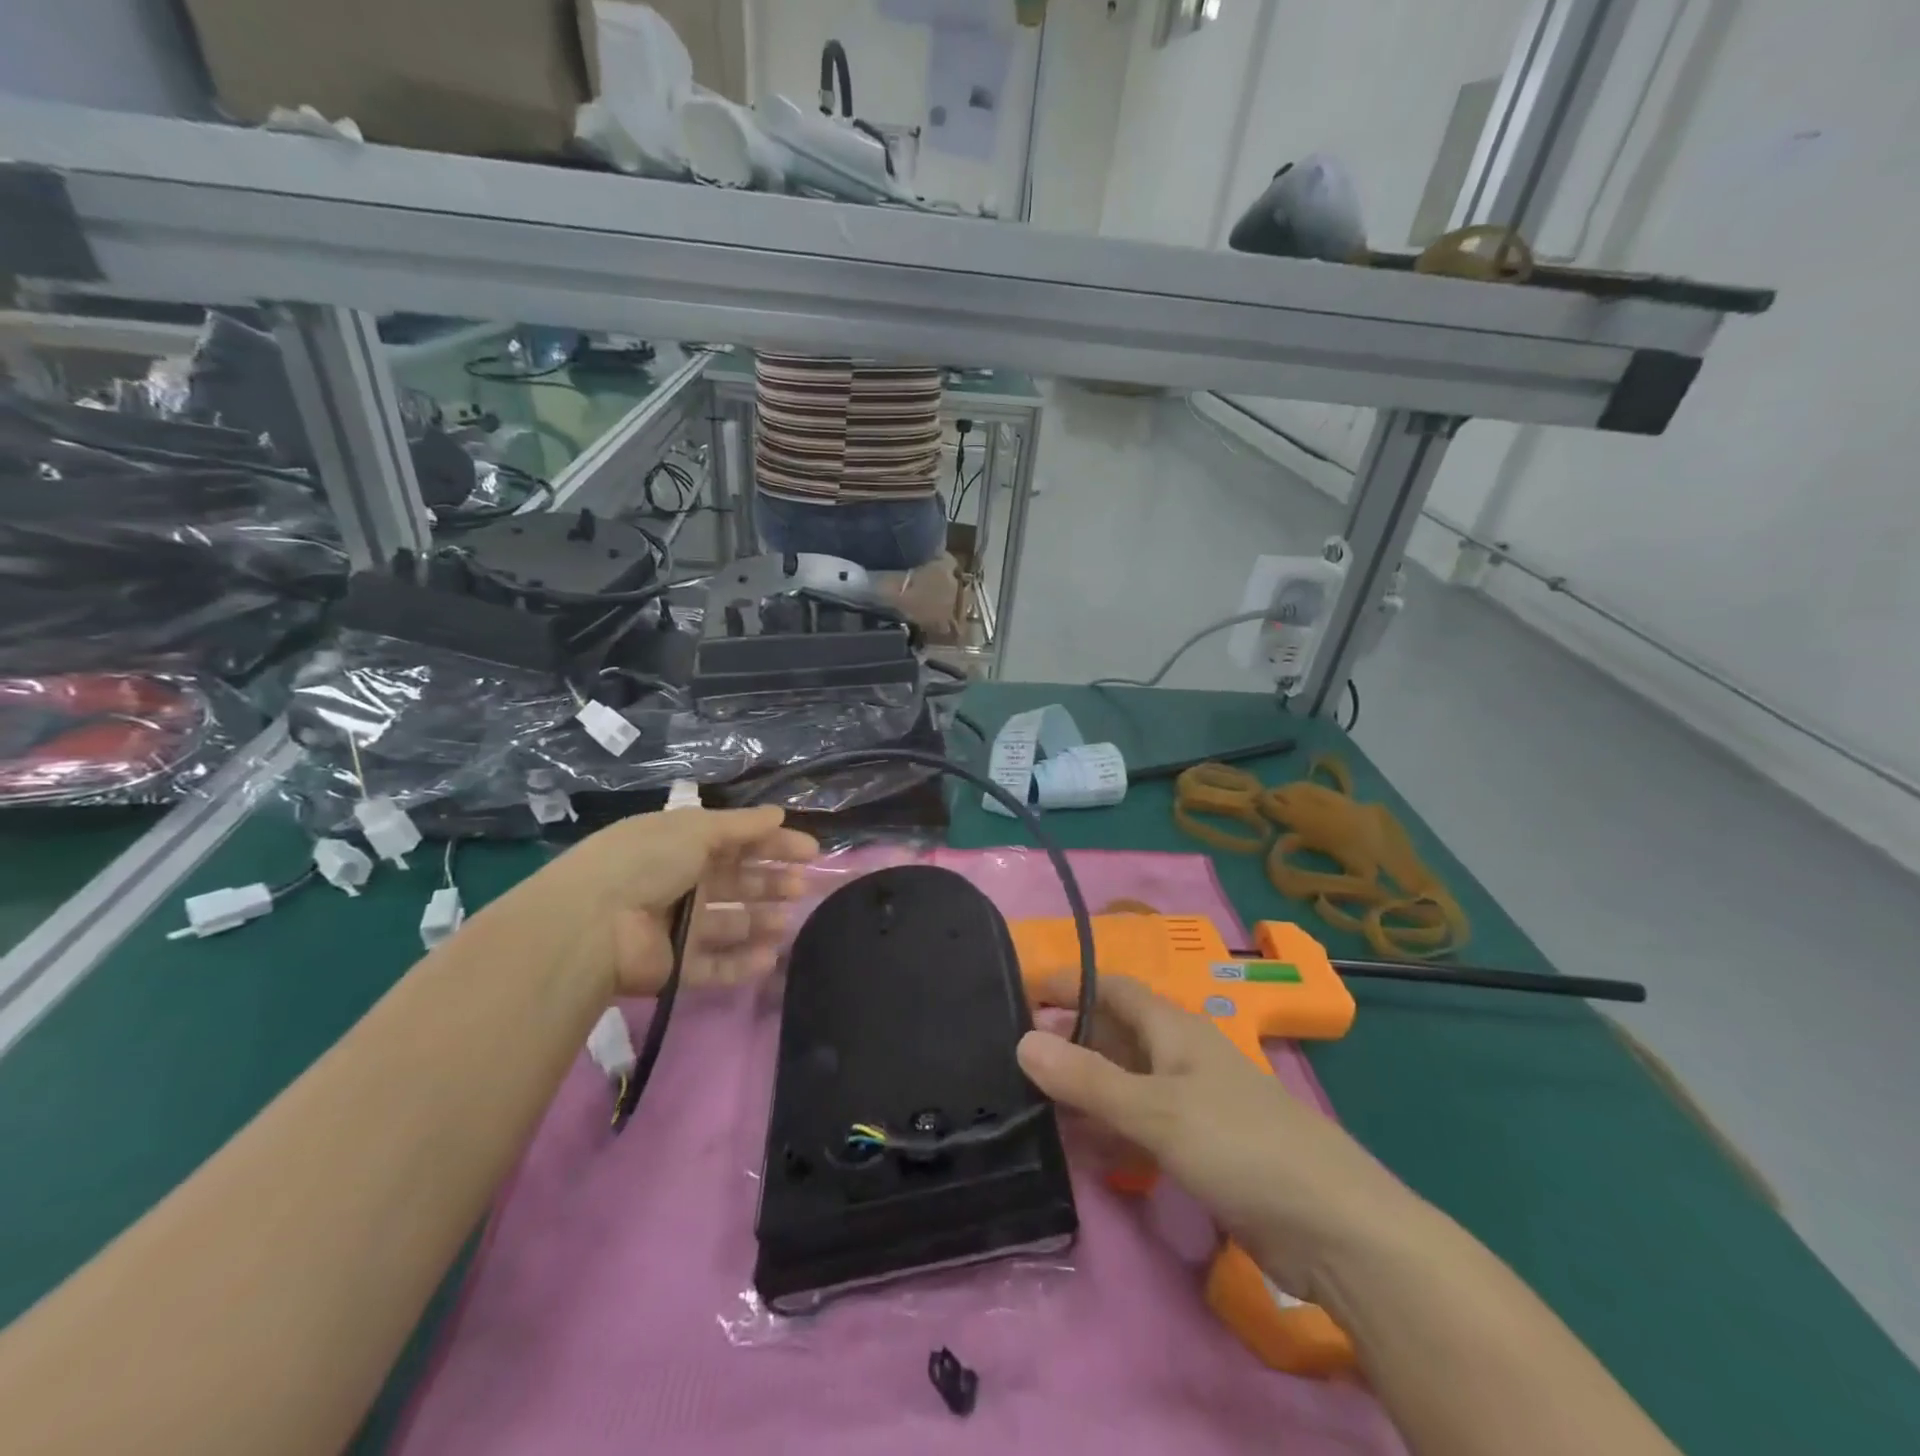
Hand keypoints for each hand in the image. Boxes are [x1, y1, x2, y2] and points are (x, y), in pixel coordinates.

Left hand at [526, 805, 817, 997]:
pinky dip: (742, 962)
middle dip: (771, 882)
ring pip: (730, 923)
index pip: (737, 841)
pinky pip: (716, 963)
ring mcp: (677, 926)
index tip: (811, 851)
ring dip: (761, 920)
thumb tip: (779, 814)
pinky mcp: (675, 966)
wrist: (592, 925)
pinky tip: (770, 957)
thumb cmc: (647, 862)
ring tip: (787, 922)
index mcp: (682, 844)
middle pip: (737, 882)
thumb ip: (742, 825)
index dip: (774, 843)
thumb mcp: (696, 829)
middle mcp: (681, 882)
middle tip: (801, 887)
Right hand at [1017, 974, 1427, 1304]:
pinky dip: (1108, 1133)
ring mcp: (1190, 1106)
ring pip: (1123, 1086)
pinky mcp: (1198, 1151)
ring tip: (1028, 1104)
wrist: (1334, 1230)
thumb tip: (1021, 1040)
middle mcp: (1179, 1058)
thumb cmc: (1241, 1146)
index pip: (1112, 990)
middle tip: (1011, 1058)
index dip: (1070, 985)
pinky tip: (1077, 1151)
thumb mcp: (1157, 1110)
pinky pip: (1139, 1129)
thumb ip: (1088, 1079)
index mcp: (1174, 1029)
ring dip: (1083, 1092)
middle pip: (1114, 1037)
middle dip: (1068, 1042)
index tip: (1020, 992)